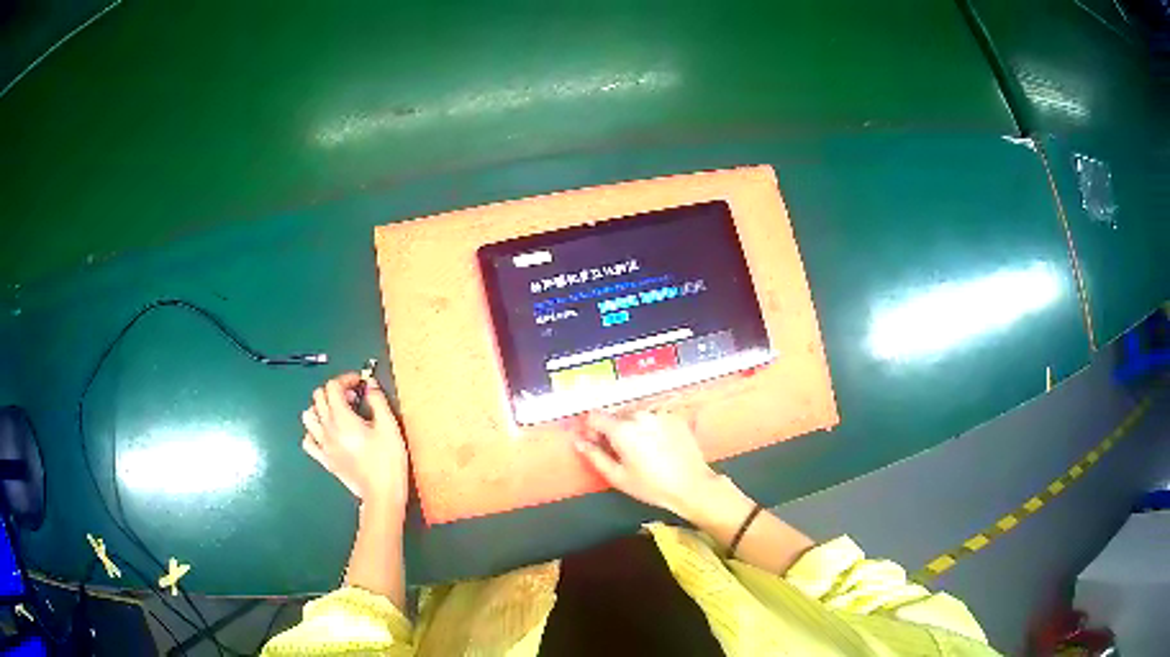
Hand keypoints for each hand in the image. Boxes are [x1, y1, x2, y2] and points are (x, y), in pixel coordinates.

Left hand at [301, 372, 407, 508]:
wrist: (381, 494)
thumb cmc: (387, 462)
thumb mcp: (389, 427)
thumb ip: (378, 401)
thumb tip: (369, 384)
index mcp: (342, 418)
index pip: (333, 386)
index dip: (346, 379)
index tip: (359, 383)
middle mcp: (328, 429)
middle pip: (319, 397)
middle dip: (334, 390)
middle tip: (352, 397)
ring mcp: (323, 445)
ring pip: (308, 416)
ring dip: (320, 408)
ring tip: (337, 412)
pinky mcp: (324, 459)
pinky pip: (308, 441)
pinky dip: (313, 432)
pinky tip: (326, 433)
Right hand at [575, 410, 718, 520]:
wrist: (691, 485)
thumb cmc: (651, 486)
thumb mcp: (618, 476)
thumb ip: (595, 456)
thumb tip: (578, 442)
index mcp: (622, 429)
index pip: (595, 416)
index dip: (591, 429)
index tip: (595, 442)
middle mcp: (640, 415)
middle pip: (616, 416)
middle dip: (613, 429)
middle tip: (620, 452)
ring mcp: (659, 413)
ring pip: (636, 415)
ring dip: (632, 427)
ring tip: (642, 450)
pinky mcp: (675, 417)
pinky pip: (654, 417)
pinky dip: (650, 427)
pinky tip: (658, 446)